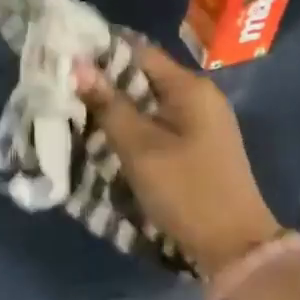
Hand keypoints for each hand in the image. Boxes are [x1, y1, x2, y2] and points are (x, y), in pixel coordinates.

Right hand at [74, 44, 279, 275]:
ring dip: (118, 106)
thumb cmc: (186, 191)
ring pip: (150, 102)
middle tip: (64, 88)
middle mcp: (200, 96)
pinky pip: (160, 123)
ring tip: (78, 110)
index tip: (64, 57)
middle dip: (105, 82)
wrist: (235, 246)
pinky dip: (135, 126)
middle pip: (144, 76)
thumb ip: (109, 105)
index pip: (139, 52)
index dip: (101, 52)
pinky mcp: (199, 146)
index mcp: (190, 87)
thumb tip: (78, 65)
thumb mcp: (140, 148)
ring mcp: (203, 122)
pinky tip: (109, 135)